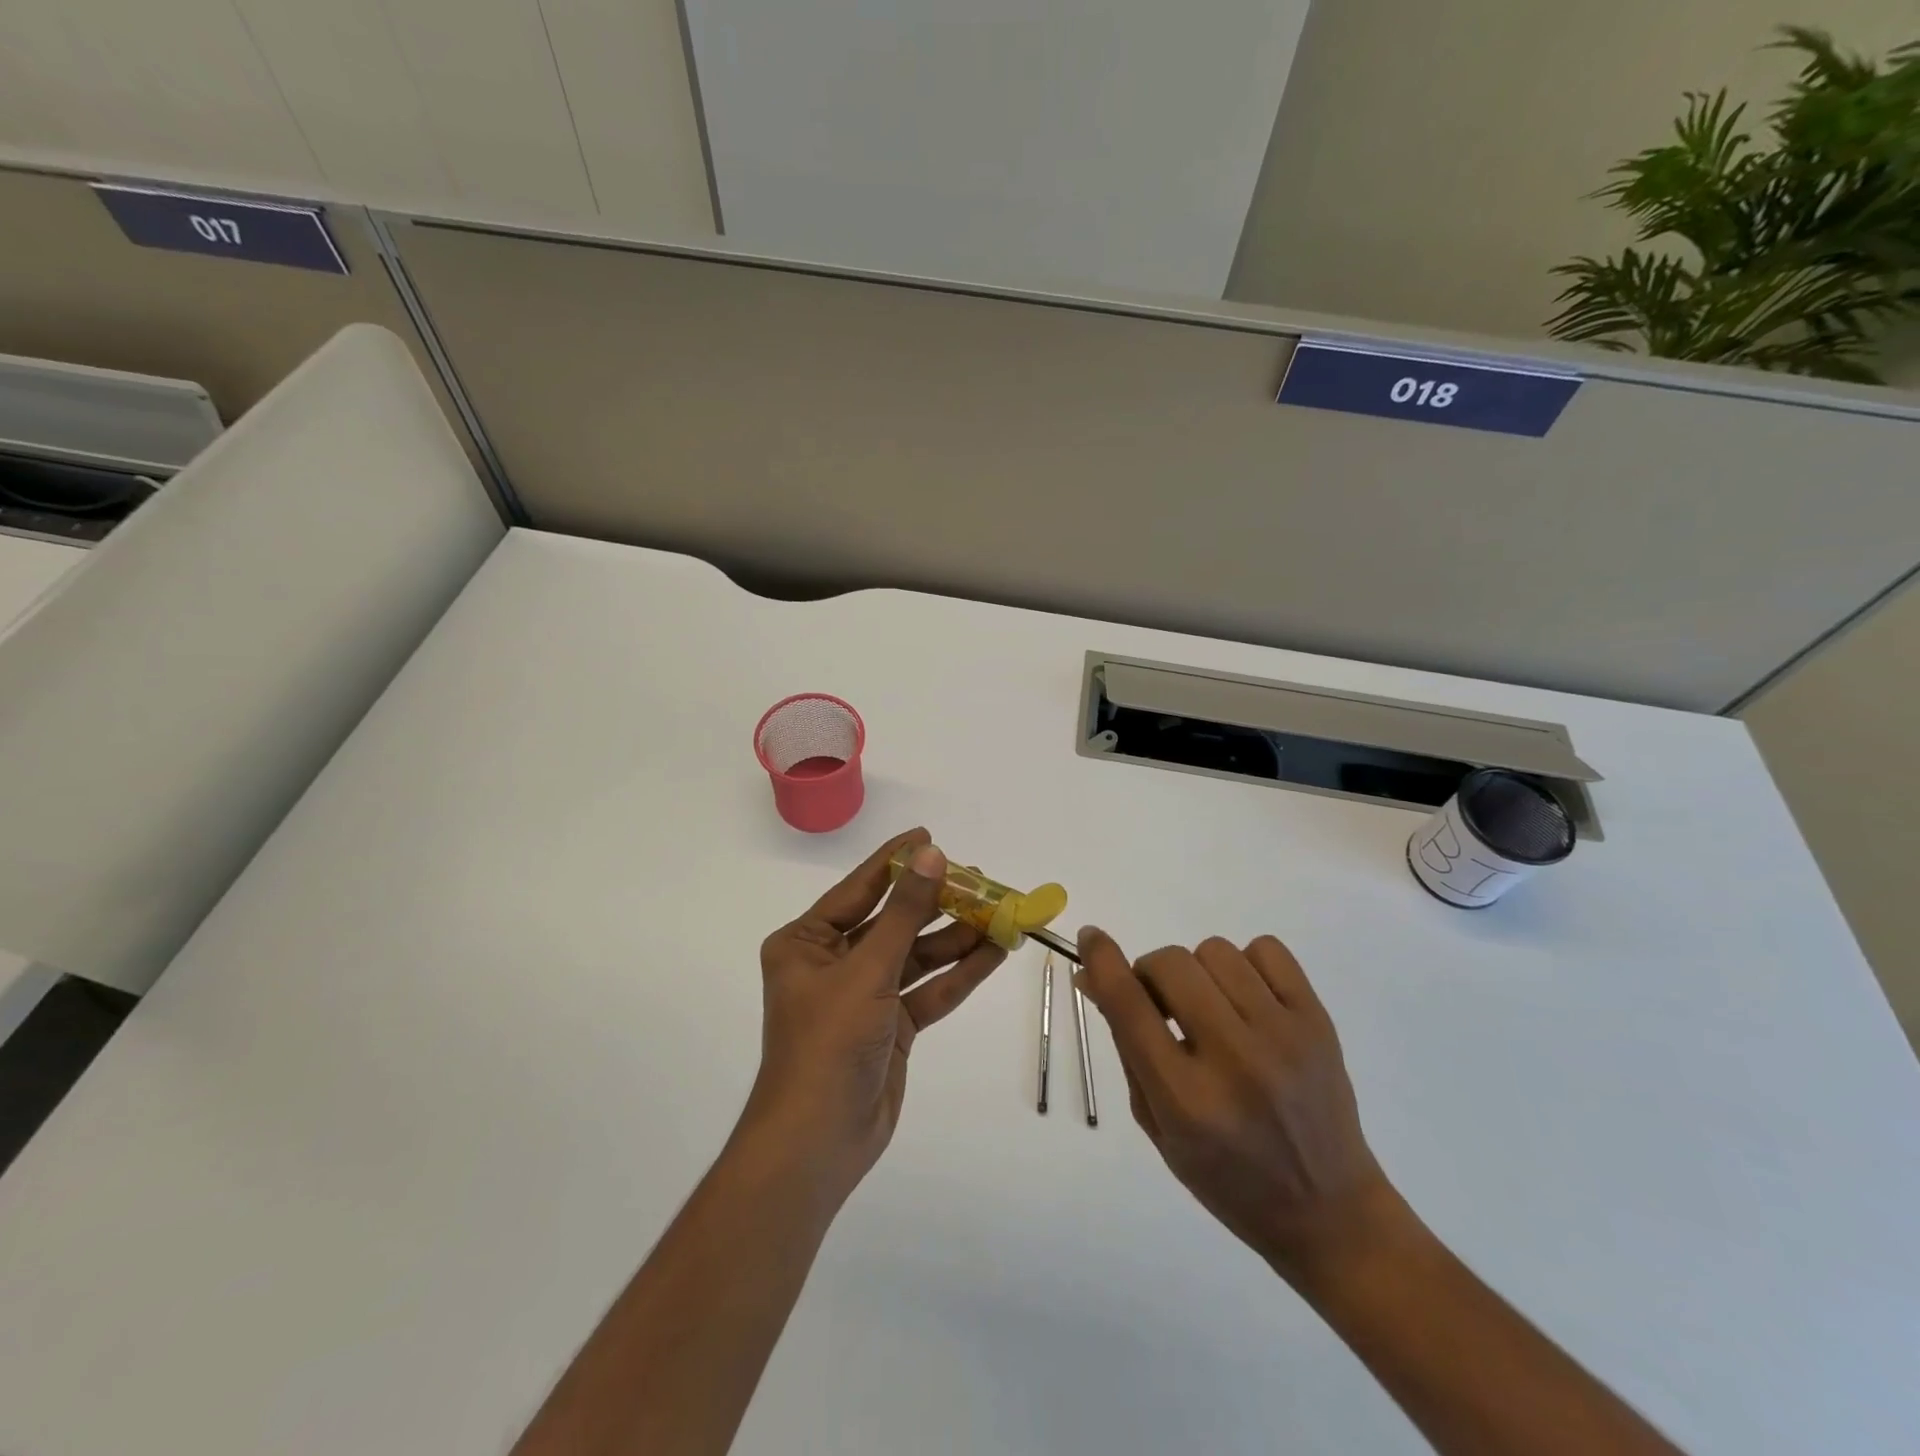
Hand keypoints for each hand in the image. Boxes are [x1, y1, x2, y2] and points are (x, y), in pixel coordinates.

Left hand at [746, 829, 1005, 1194]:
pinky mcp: (891, 1025)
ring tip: (1001, 913)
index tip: (929, 837)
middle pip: (894, 921)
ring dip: (957, 938)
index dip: (895, 862)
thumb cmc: (828, 1043)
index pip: (859, 889)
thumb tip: (931, 856)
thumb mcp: (867, 970)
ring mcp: (865, 995)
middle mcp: (834, 962)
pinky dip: (960, 973)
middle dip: (937, 903)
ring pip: (917, 956)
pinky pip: (928, 990)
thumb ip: (904, 912)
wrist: (819, 1142)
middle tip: (980, 880)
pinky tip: (996, 952)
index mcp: (806, 942)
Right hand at [1075, 927, 1400, 1284]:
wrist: (1328, 1211)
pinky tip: (1247, 1000)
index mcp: (1186, 1100)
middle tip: (1161, 1002)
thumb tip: (1095, 976)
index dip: (1102, 960)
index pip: (1129, 1005)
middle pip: (1171, 964)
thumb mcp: (1158, 1125)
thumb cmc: (1227, 1178)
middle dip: (1151, 973)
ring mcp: (1283, 1036)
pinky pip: (1267, 949)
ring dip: (1197, 971)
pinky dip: (1246, 964)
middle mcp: (1234, 1061)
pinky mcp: (1318, 1022)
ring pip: (1215, 951)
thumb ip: (1126, 1046)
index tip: (1090, 938)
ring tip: (1210, 1007)